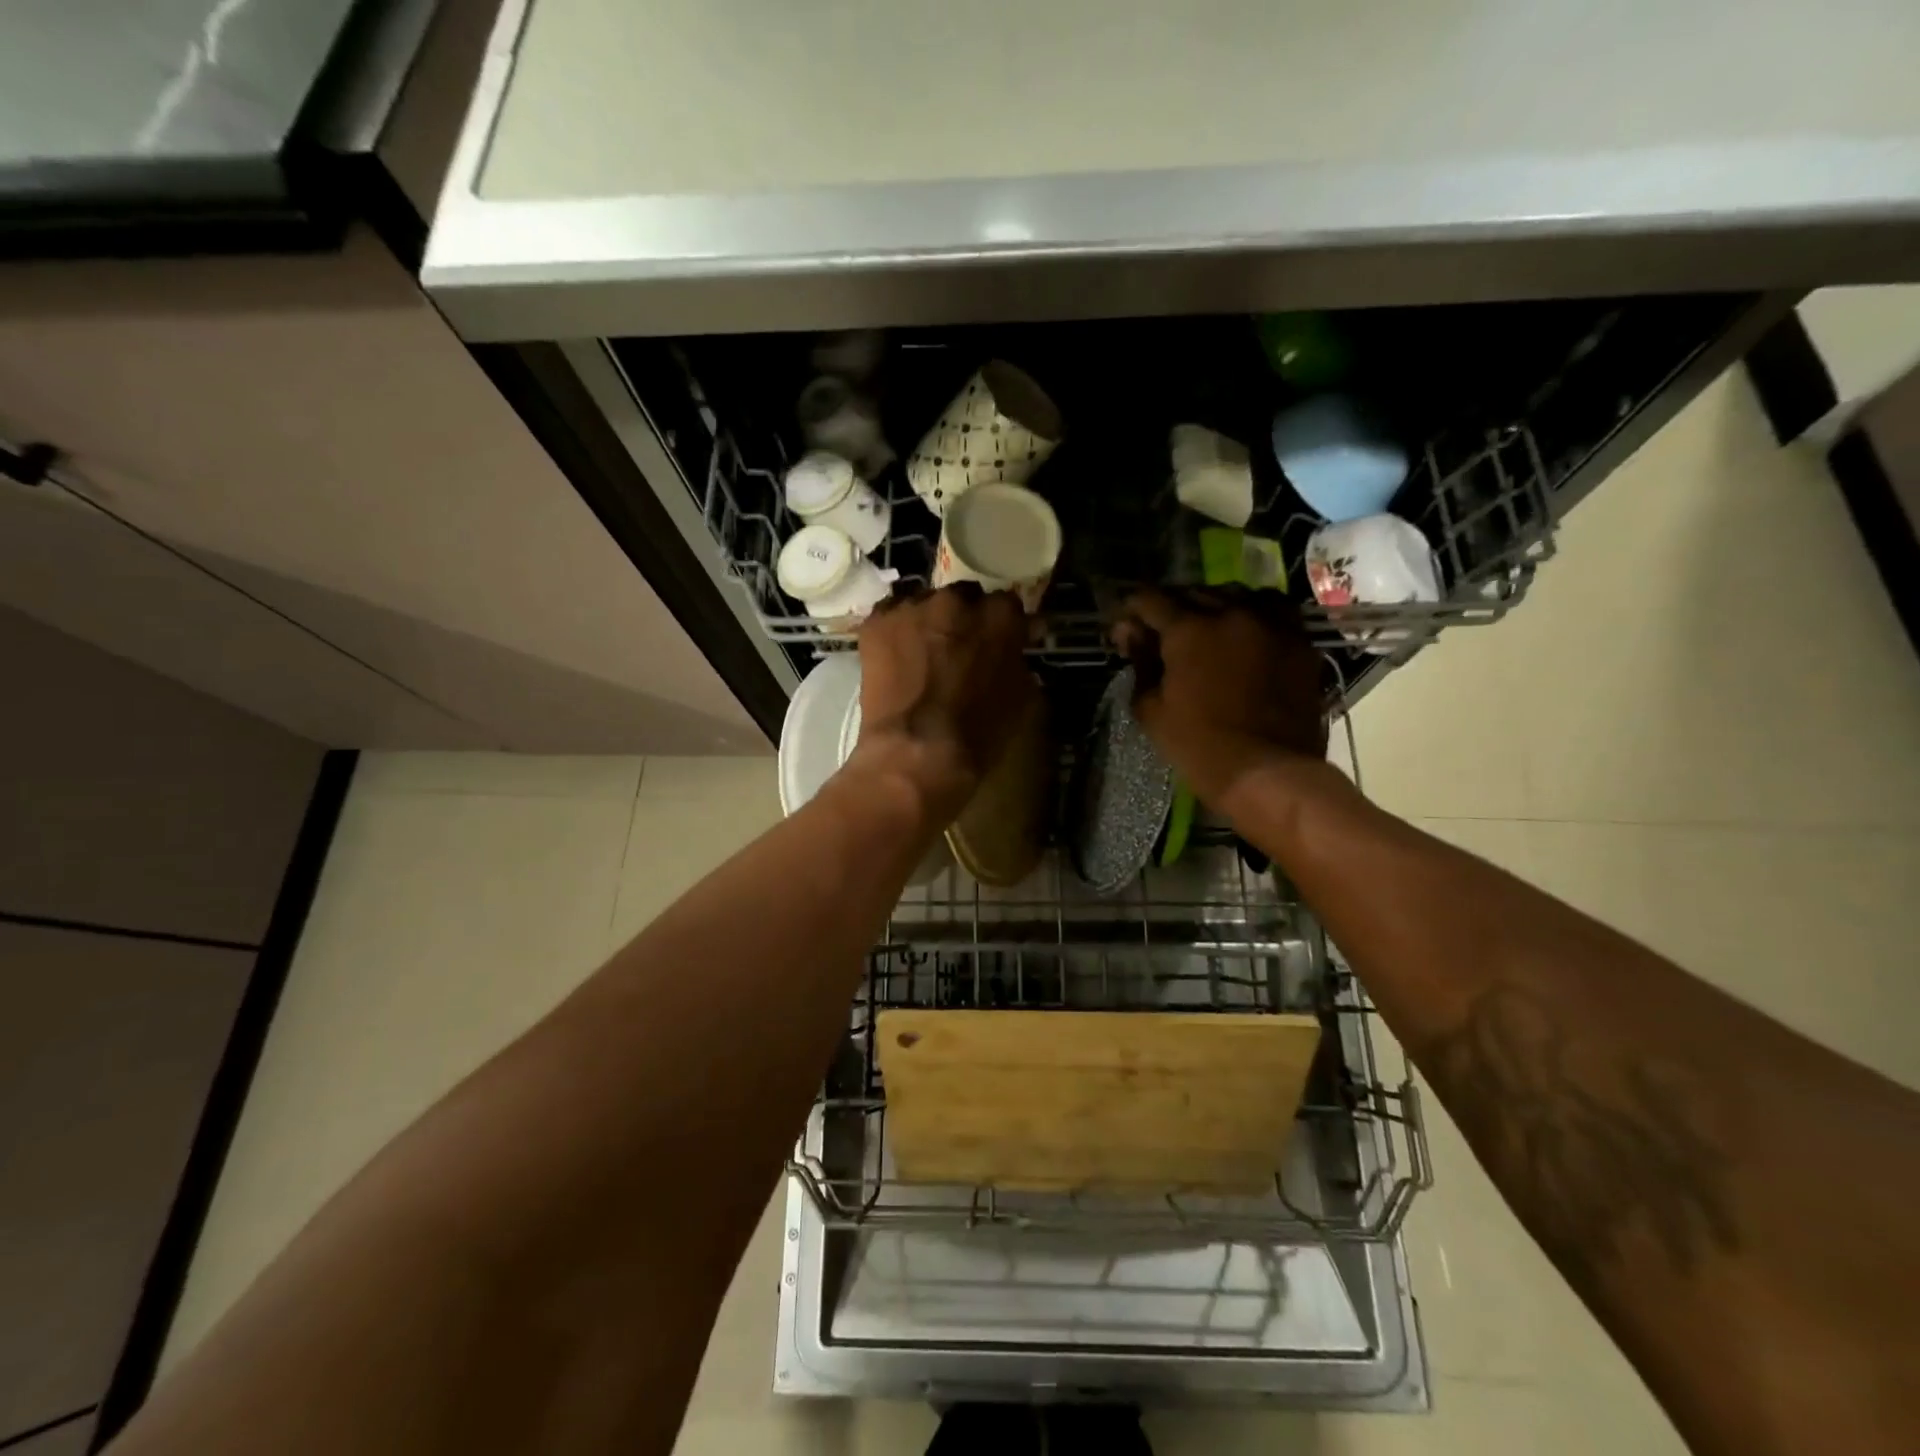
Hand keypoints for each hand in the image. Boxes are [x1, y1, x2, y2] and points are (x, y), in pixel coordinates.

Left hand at [849, 584, 1036, 826]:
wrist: (915, 754)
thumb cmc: (977, 734)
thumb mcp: (1020, 699)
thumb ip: (1019, 662)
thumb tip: (1014, 652)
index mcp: (999, 616)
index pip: (1007, 604)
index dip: (1003, 625)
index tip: (1002, 641)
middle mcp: (956, 601)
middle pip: (963, 598)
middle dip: (965, 619)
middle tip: (960, 647)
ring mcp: (912, 608)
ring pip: (925, 603)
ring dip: (929, 621)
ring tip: (924, 651)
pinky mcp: (877, 623)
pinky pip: (891, 614)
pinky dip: (897, 629)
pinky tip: (897, 654)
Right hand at [1112, 588, 1327, 807]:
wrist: (1268, 772)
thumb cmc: (1199, 747)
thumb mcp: (1152, 710)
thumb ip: (1140, 665)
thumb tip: (1133, 638)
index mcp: (1188, 630)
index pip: (1150, 599)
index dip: (1131, 612)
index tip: (1126, 632)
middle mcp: (1231, 613)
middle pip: (1193, 593)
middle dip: (1171, 609)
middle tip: (1161, 636)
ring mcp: (1272, 624)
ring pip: (1236, 595)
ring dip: (1215, 605)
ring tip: (1208, 629)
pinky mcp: (1300, 641)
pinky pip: (1275, 611)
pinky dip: (1255, 614)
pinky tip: (1247, 634)